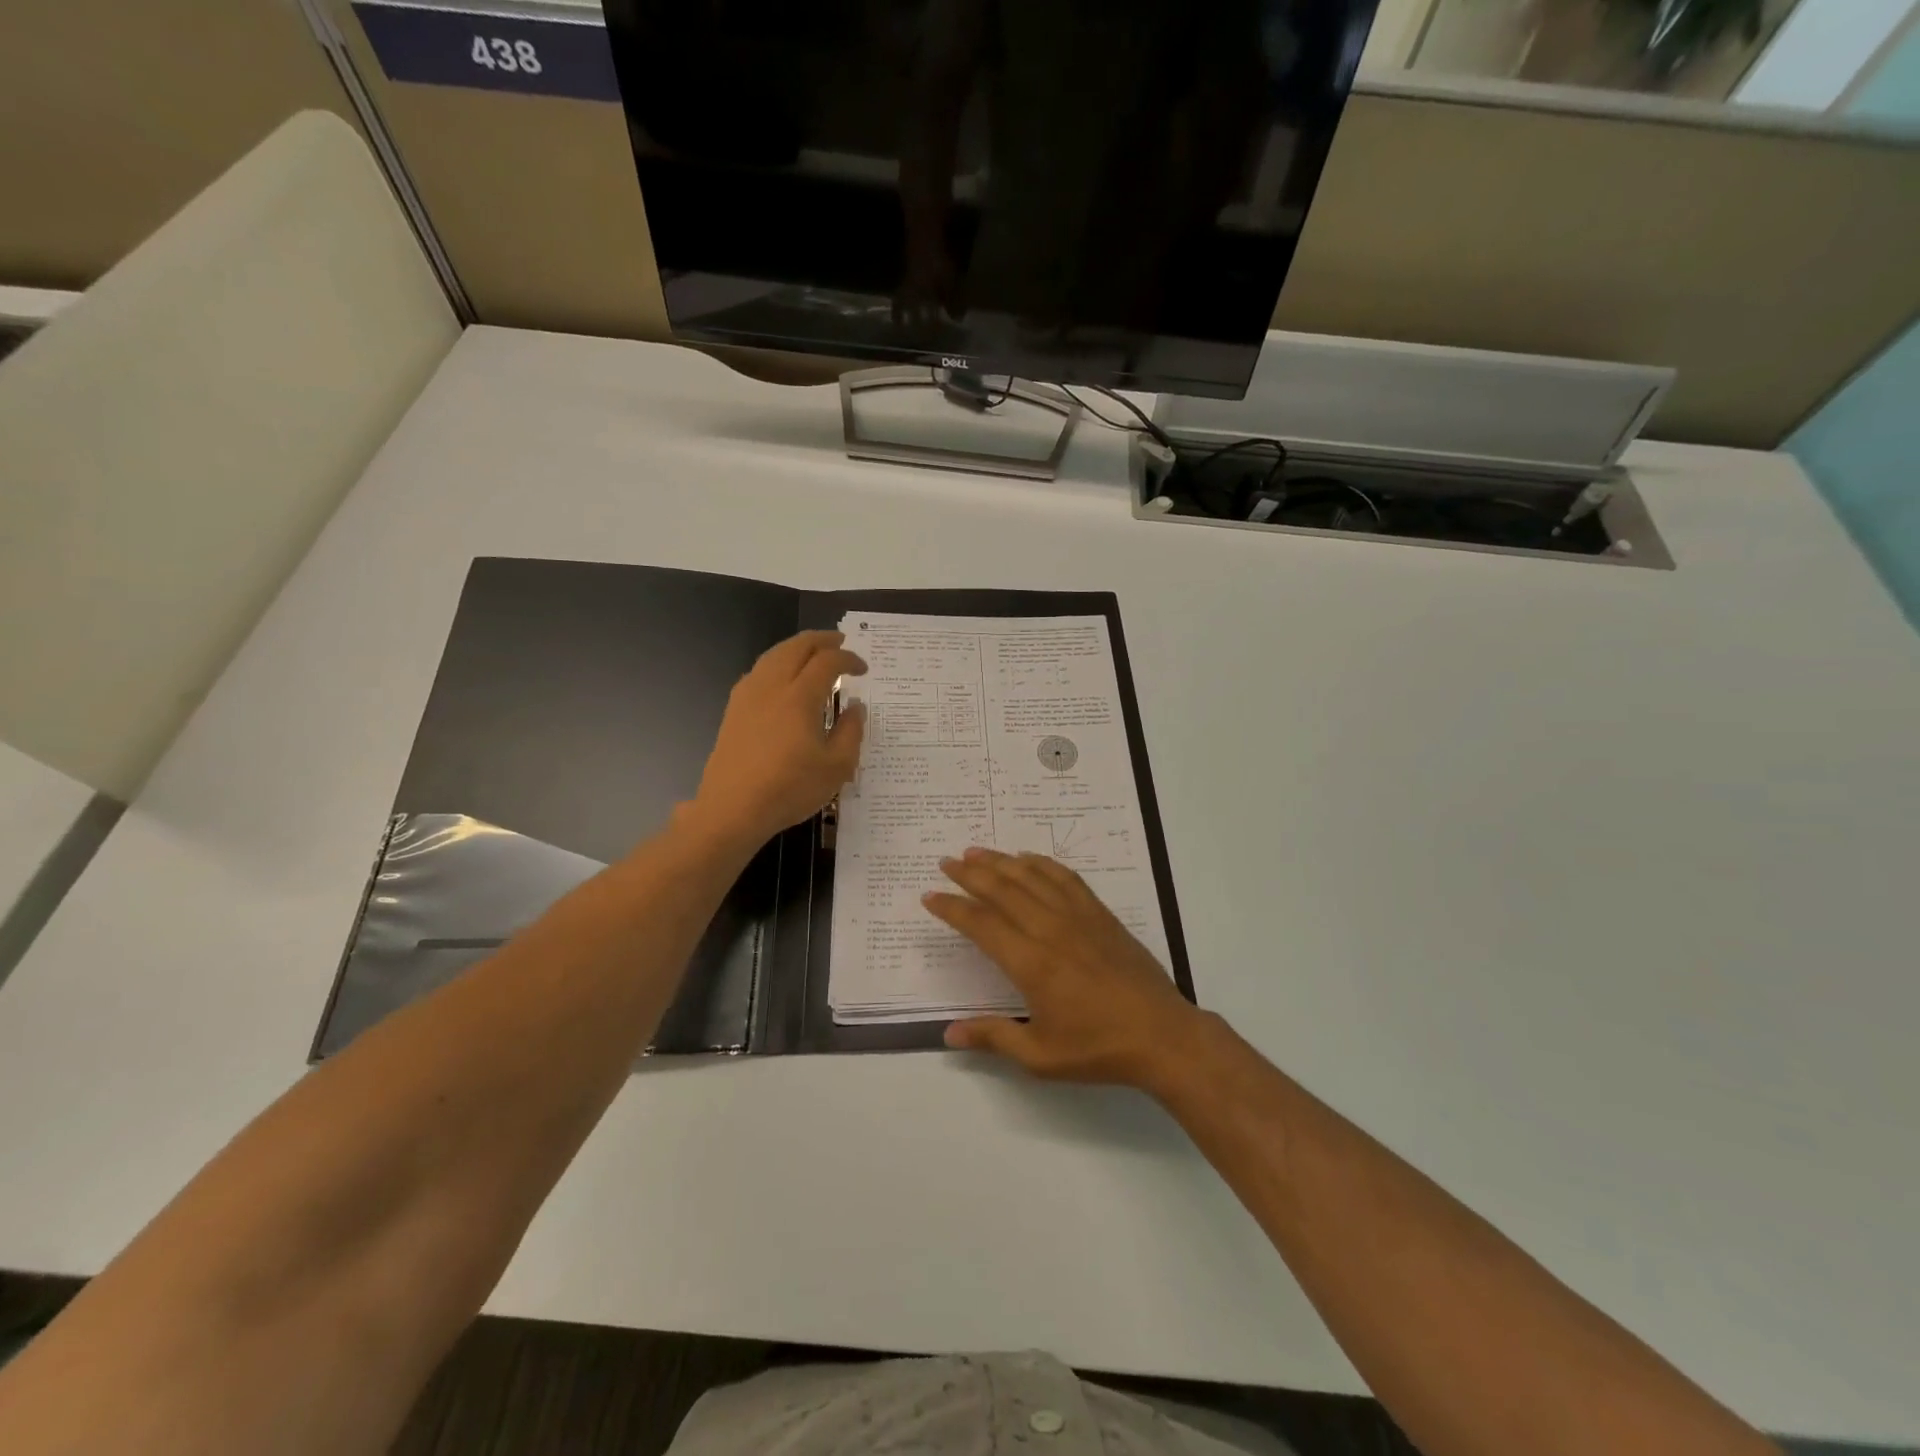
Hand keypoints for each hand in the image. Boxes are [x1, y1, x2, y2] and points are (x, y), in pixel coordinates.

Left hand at [690, 631, 866, 848]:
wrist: (733, 808)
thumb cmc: (790, 789)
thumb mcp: (837, 767)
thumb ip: (851, 731)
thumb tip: (854, 706)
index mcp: (800, 696)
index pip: (828, 662)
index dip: (849, 659)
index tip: (863, 669)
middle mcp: (772, 686)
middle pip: (796, 647)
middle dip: (821, 640)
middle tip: (840, 643)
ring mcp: (748, 695)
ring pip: (774, 655)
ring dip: (797, 648)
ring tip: (813, 654)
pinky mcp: (734, 709)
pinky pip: (759, 671)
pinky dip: (778, 663)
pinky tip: (784, 678)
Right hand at [923, 848, 1205, 1090]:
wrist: (1161, 1035)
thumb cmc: (1098, 1048)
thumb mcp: (1040, 1057)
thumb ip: (993, 1037)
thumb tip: (948, 1033)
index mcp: (1031, 964)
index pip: (981, 924)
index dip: (952, 908)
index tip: (930, 896)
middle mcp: (1050, 930)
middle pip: (1002, 890)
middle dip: (969, 873)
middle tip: (946, 862)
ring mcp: (1078, 917)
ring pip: (1031, 877)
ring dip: (1001, 861)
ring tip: (976, 852)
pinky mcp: (1100, 914)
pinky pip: (1066, 878)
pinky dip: (1042, 863)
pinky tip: (1028, 858)